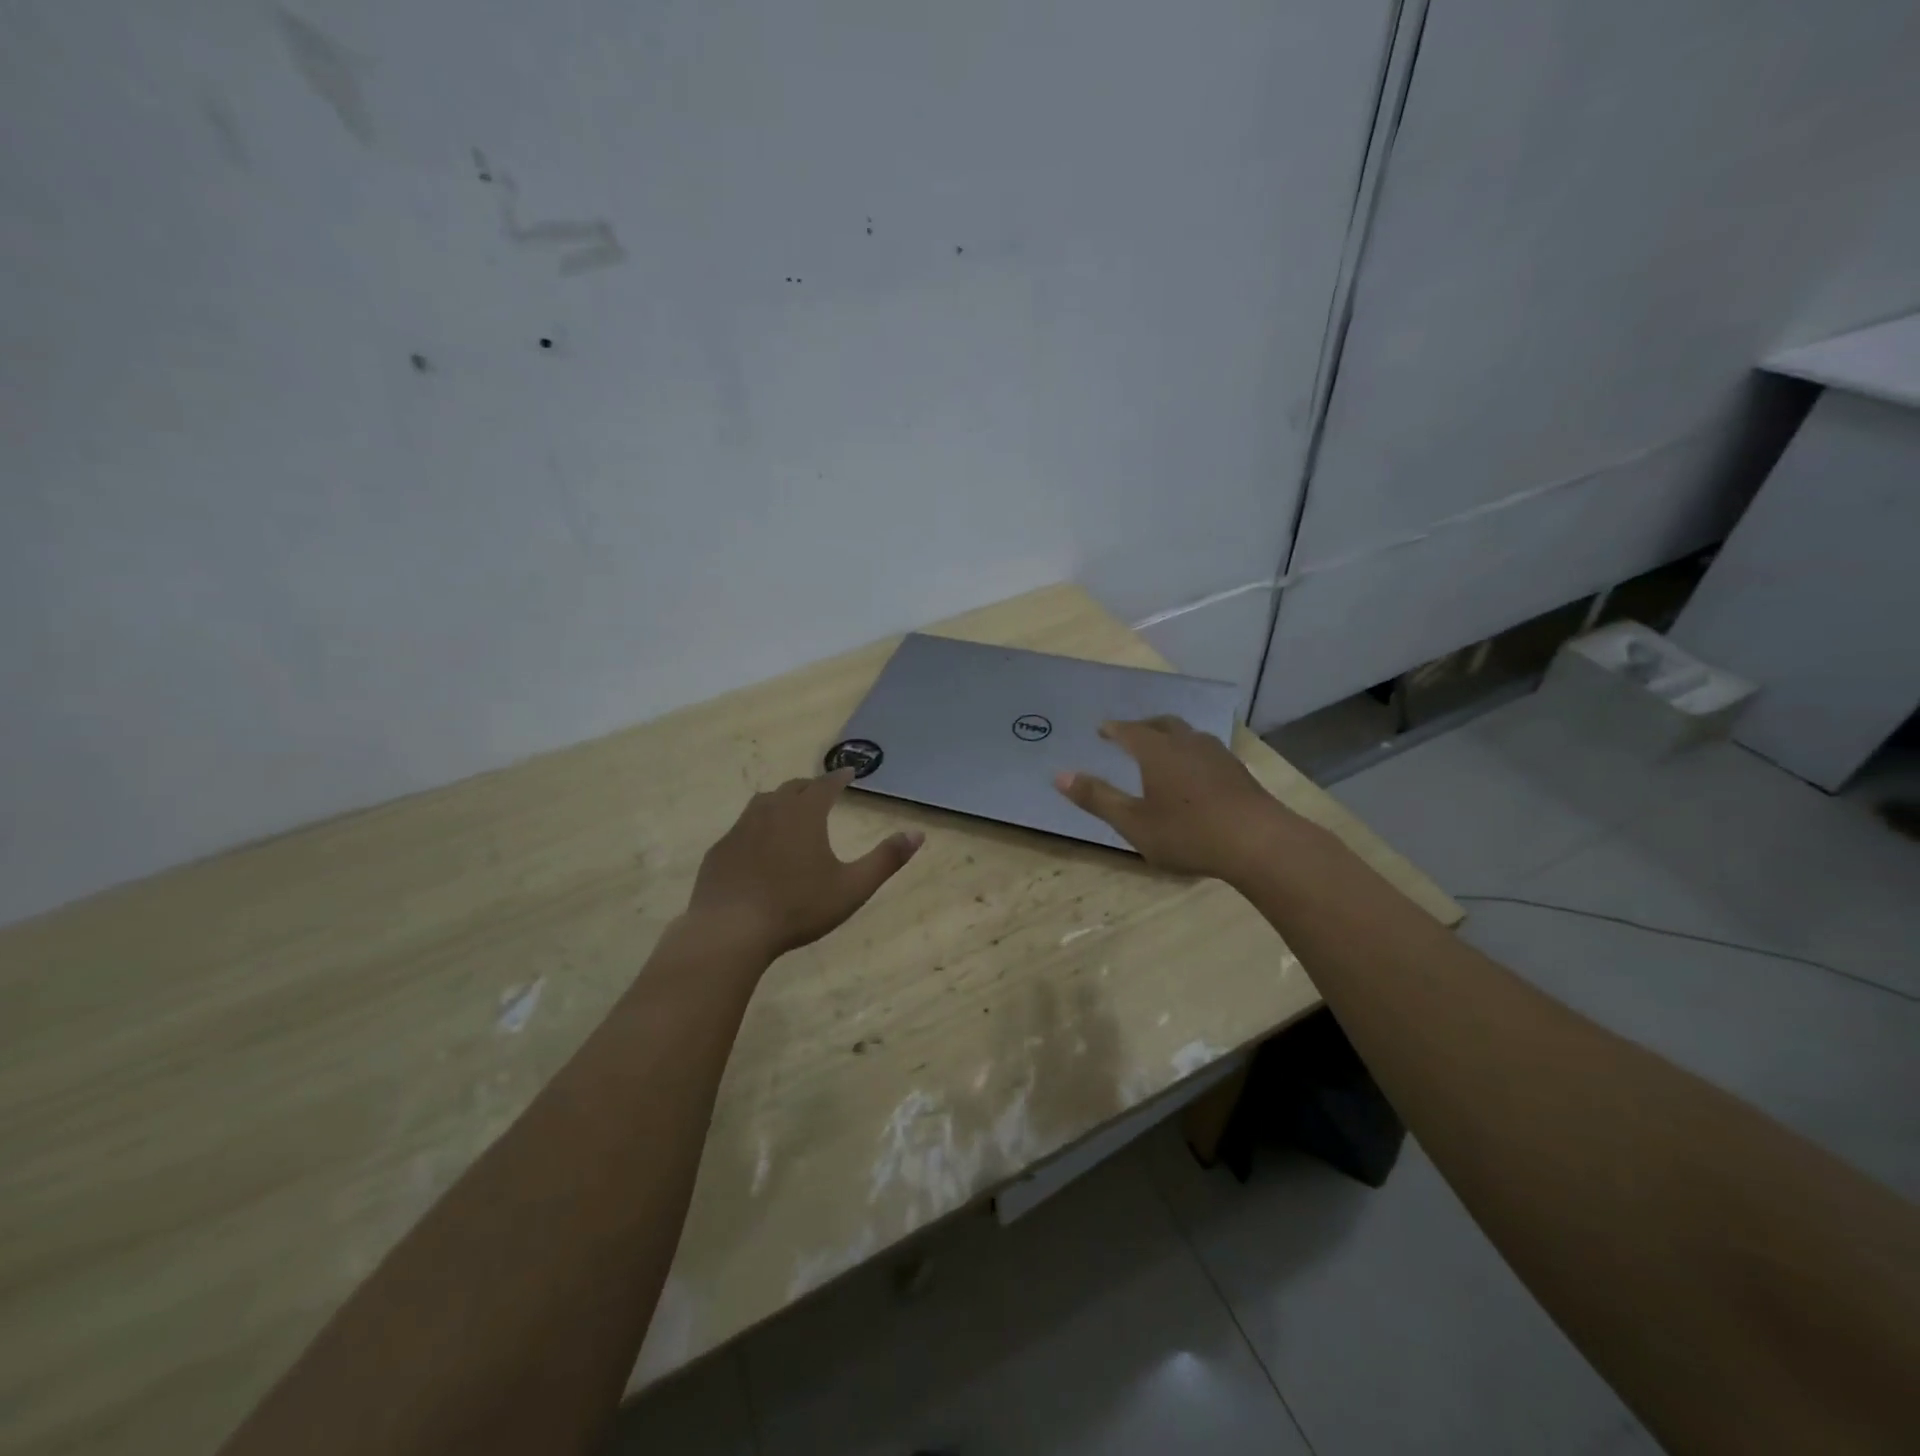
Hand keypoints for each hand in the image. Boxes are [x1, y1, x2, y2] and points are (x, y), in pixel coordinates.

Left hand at [687, 769, 923, 958]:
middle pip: (791, 788)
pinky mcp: (719, 851)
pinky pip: (741, 829)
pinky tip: (757, 848)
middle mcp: (770, 812)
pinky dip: (756, 828)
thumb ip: (886, 859)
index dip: (839, 777)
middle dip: (809, 787)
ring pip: (762, 803)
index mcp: (804, 815)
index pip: (825, 785)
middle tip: (821, 791)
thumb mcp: (852, 887)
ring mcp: (740, 830)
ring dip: (780, 801)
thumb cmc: (797, 907)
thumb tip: (917, 834)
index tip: (849, 772)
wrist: (730, 930)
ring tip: (789, 812)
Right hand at [1054, 716, 1295, 879]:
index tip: (1102, 730)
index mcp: (1158, 751)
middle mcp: (1187, 743)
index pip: (1130, 731)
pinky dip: (1191, 753)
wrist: (1258, 843)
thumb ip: (1097, 798)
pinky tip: (1195, 773)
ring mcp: (1217, 755)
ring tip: (1163, 750)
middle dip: (1143, 726)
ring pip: (1189, 735)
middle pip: (1162, 724)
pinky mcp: (1238, 772)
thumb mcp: (1133, 822)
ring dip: (1171, 737)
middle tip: (1130, 734)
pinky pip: (1207, 751)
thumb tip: (1059, 775)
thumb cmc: (1188, 833)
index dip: (1114, 729)